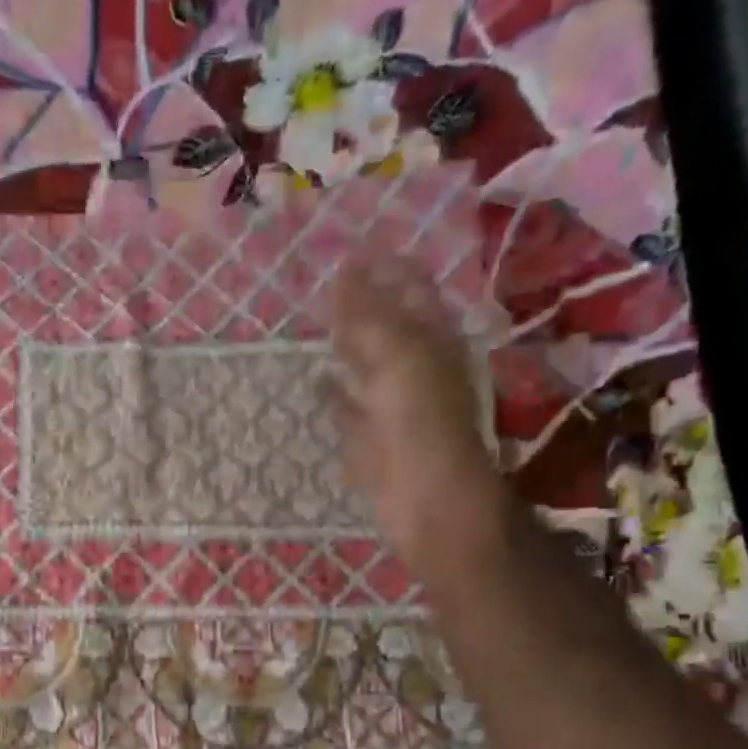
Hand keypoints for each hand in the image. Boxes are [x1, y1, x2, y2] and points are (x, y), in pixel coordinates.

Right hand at [324, 255, 505, 583]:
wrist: (426, 499)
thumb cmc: (419, 422)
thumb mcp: (397, 355)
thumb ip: (368, 314)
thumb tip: (344, 270)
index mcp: (431, 339)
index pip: (409, 288)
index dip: (384, 267)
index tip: (347, 249)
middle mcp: (413, 365)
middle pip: (386, 323)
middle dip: (361, 301)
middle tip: (325, 279)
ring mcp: (390, 403)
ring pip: (365, 363)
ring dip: (346, 343)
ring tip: (317, 321)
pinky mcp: (368, 437)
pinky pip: (347, 406)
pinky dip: (333, 391)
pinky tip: (316, 379)